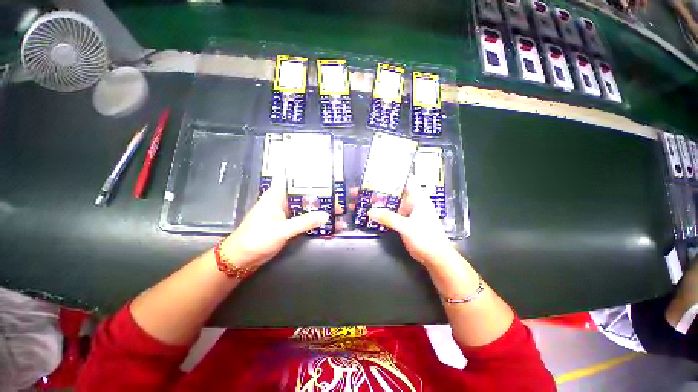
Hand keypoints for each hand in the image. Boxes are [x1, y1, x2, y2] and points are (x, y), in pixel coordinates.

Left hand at [220, 175, 329, 269]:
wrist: (243, 258)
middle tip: (336, 192)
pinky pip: (303, 217)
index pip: (291, 178)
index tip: (322, 172)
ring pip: (304, 205)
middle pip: (302, 193)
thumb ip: (304, 222)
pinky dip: (313, 218)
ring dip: (317, 206)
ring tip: (335, 205)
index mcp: (276, 195)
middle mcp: (282, 201)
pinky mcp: (288, 223)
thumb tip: (325, 216)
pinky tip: (325, 219)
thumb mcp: (282, 230)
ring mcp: (285, 213)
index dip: (305, 174)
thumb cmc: (257, 238)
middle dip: (318, 192)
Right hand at [367, 181, 459, 268]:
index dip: (392, 175)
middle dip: (379, 189)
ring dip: (378, 202)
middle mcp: (411, 202)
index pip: (405, 180)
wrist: (434, 257)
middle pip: (393, 191)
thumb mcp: (407, 227)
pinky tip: (370, 213)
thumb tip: (370, 212)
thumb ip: (389, 218)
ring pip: (390, 203)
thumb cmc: (427, 238)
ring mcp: (407, 212)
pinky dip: (381, 213)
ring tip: (362, 199)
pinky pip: (390, 214)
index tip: (377, 173)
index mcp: (417, 198)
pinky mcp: (403, 221)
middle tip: (362, 188)